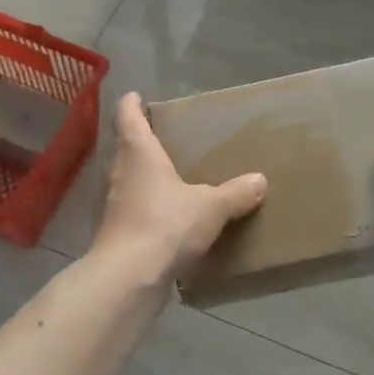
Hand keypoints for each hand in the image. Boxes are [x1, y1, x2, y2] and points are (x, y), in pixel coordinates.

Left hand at [93, 92, 267, 281]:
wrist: (128, 278)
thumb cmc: (165, 225)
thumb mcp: (210, 208)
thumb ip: (234, 194)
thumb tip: (259, 181)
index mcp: (138, 154)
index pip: (127, 117)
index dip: (131, 104)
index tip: (135, 96)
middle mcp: (120, 173)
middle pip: (126, 149)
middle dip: (143, 143)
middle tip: (166, 139)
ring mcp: (114, 205)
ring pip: (129, 181)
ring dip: (145, 178)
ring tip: (172, 179)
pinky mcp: (116, 234)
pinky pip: (134, 211)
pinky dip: (148, 209)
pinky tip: (168, 219)